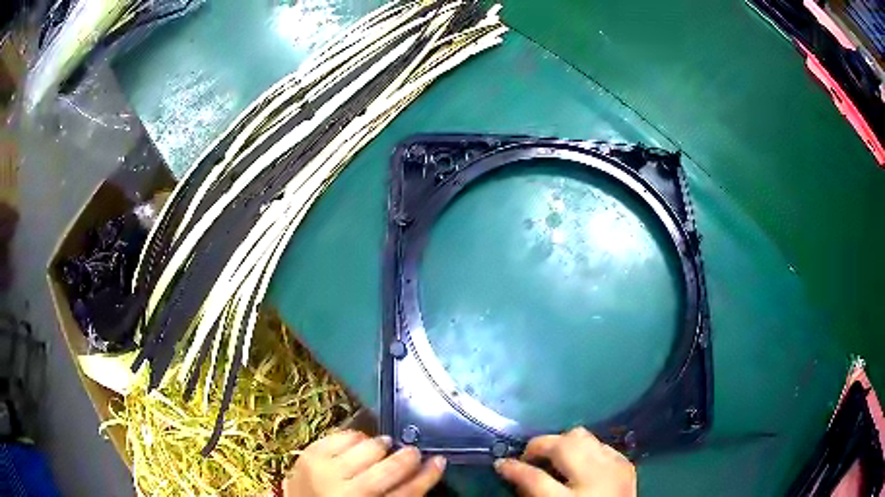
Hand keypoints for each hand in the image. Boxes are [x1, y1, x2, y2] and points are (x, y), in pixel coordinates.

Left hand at [283, 431, 446, 496]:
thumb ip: (399, 493)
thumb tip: (428, 467)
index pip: (407, 494)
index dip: (427, 477)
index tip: (440, 461)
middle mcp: (347, 492)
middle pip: (388, 469)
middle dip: (406, 457)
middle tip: (412, 452)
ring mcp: (325, 471)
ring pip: (367, 448)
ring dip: (380, 445)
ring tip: (383, 448)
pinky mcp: (310, 454)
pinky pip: (343, 435)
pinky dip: (356, 437)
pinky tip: (359, 444)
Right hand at [494, 427, 635, 496]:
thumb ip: (532, 493)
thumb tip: (516, 473)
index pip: (534, 478)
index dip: (514, 468)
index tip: (500, 463)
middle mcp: (595, 478)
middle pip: (562, 445)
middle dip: (540, 445)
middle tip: (529, 458)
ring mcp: (615, 467)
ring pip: (583, 436)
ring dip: (563, 443)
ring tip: (554, 458)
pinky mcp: (626, 463)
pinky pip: (601, 444)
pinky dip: (586, 449)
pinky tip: (580, 463)